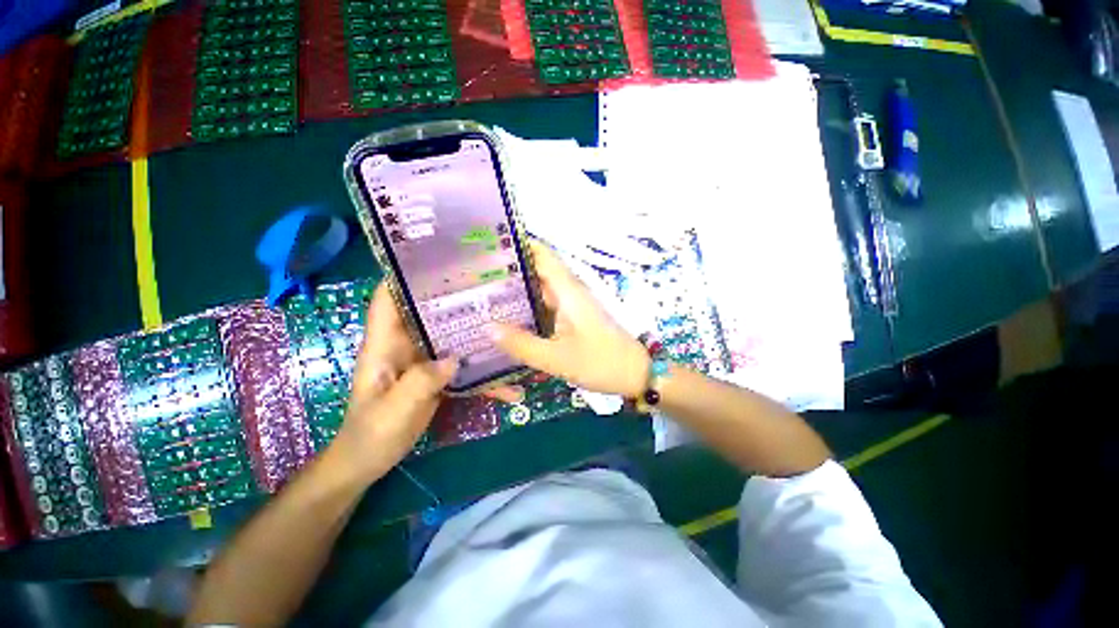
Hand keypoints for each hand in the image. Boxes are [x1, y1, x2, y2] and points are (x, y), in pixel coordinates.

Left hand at [331, 283, 526, 481]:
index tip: (436, 260)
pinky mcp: (437, 374)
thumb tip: (455, 359)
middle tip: (488, 287)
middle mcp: (406, 344)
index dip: (404, 275)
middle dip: (454, 297)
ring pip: (451, 335)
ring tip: (507, 322)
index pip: (388, 299)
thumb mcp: (393, 411)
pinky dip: (482, 370)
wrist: (370, 460)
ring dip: (475, 330)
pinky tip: (508, 381)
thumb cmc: (372, 434)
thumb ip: (420, 383)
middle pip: (428, 311)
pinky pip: (462, 364)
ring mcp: (424, 359)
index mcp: (386, 344)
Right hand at [490, 241, 650, 397]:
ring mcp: (572, 304)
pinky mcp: (573, 317)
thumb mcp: (557, 358)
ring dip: (516, 289)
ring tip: (482, 293)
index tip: (488, 245)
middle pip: (537, 270)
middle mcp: (570, 291)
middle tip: (474, 275)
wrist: (634, 374)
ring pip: (541, 288)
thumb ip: (522, 344)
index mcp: (568, 291)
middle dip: (508, 270)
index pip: (542, 255)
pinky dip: (527, 306)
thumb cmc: (600, 362)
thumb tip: (487, 328)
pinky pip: (546, 304)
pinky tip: (508, 316)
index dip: (518, 245)